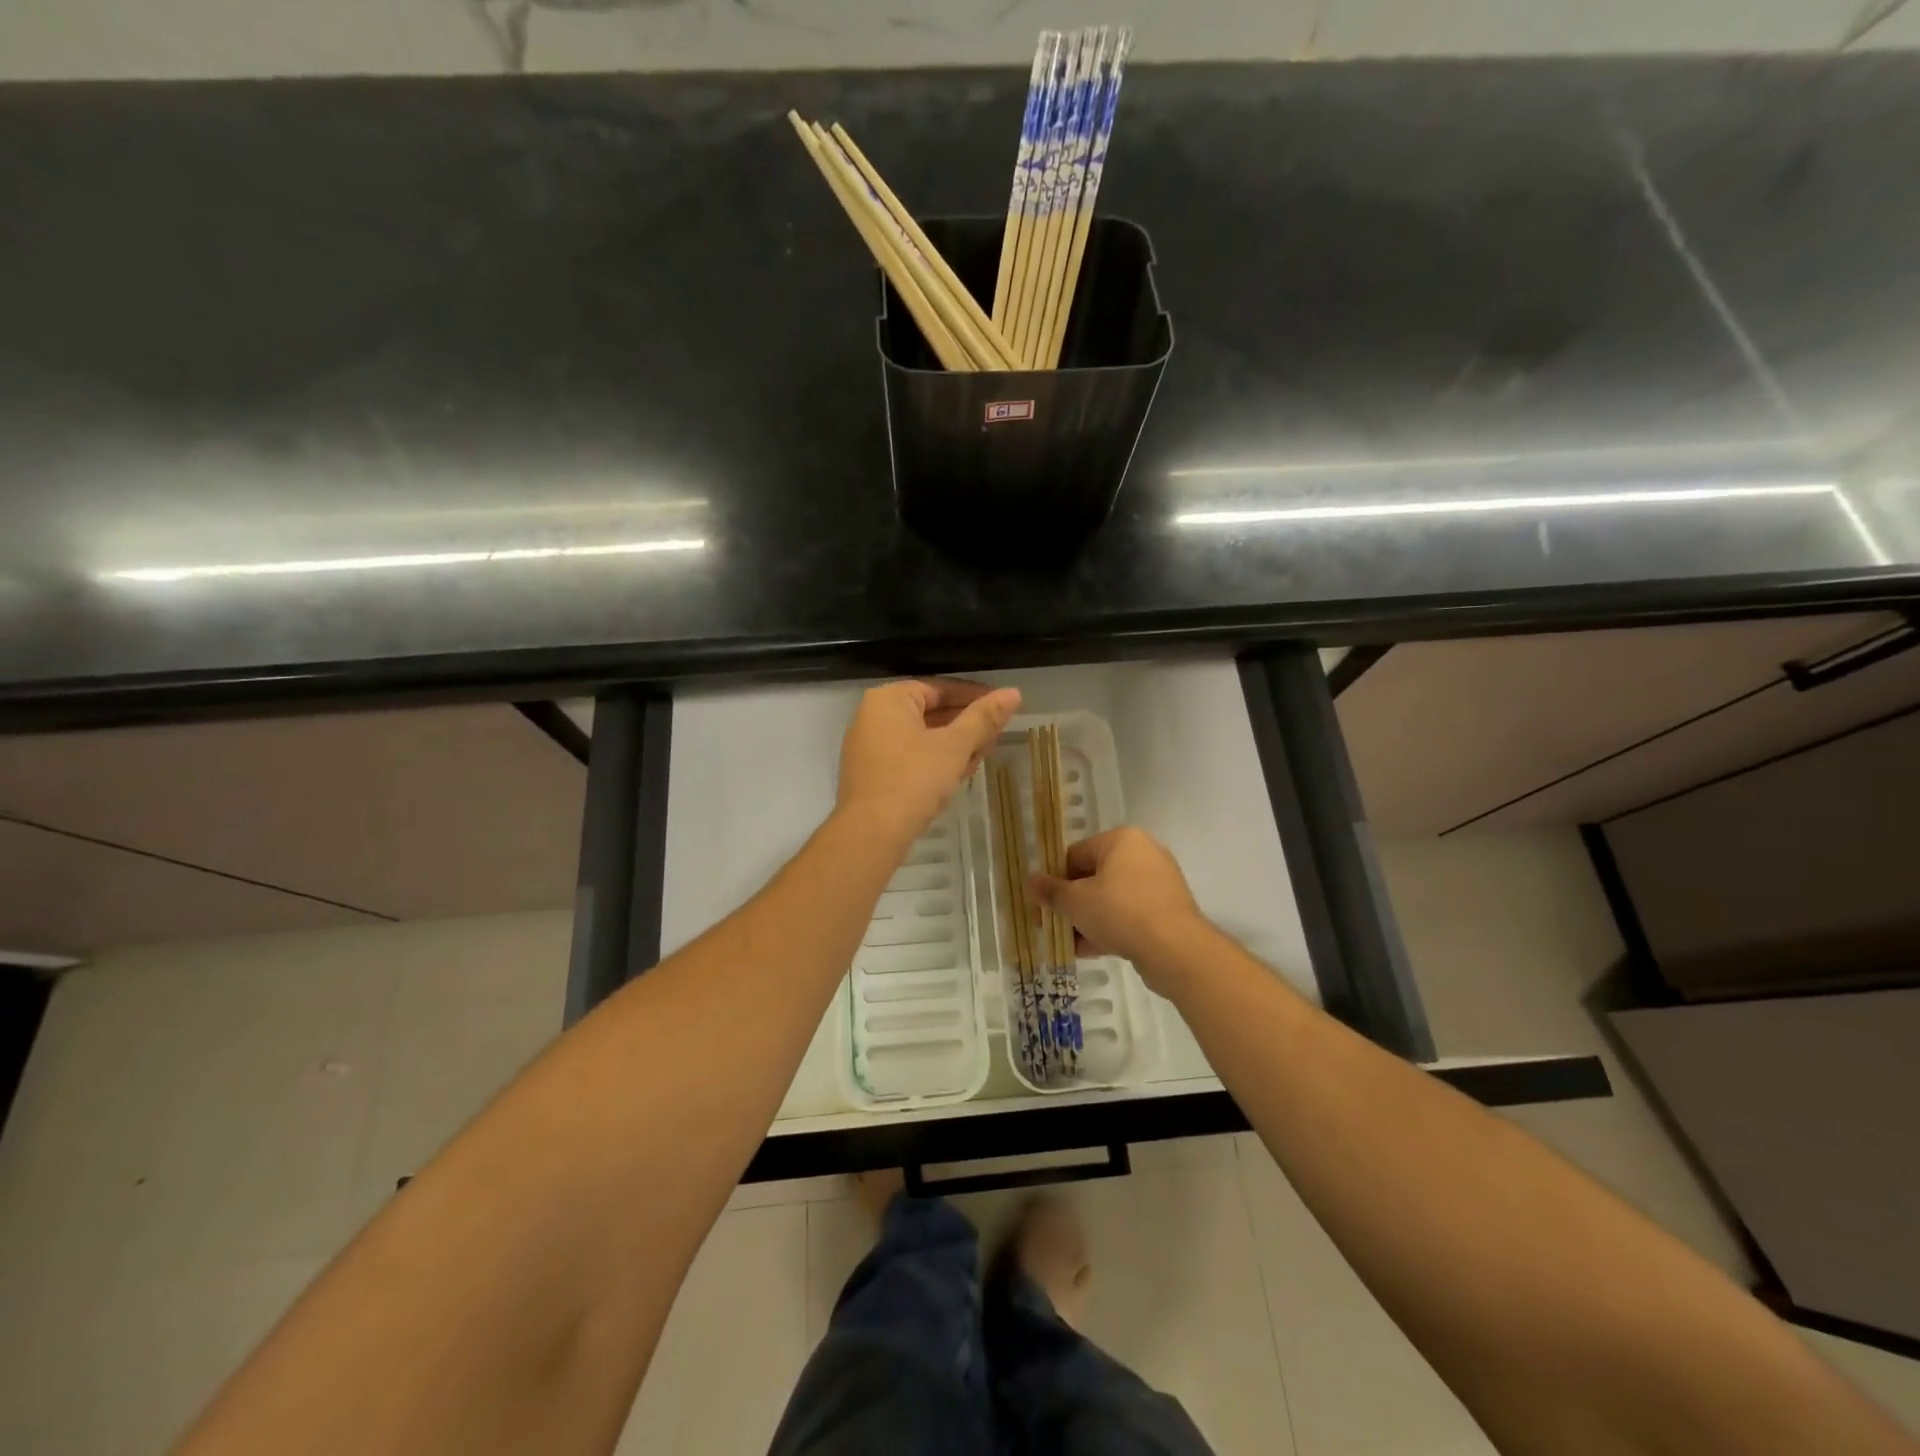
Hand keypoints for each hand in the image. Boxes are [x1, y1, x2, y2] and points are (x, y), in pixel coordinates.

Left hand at [837, 679, 1020, 846]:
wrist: (872, 832)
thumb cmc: (915, 779)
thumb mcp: (955, 746)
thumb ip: (984, 718)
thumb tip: (1013, 693)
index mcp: (889, 699)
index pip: (940, 688)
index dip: (975, 696)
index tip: (1003, 706)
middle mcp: (873, 716)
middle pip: (930, 711)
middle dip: (966, 723)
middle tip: (997, 733)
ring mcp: (870, 746)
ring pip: (921, 736)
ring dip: (954, 744)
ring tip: (984, 754)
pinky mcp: (873, 773)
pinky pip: (909, 755)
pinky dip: (934, 759)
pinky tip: (960, 772)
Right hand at [1030, 827, 1209, 991]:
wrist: (1175, 949)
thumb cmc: (1120, 912)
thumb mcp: (1076, 902)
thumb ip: (1051, 891)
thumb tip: (1030, 880)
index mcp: (1121, 840)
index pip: (1075, 854)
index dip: (1054, 880)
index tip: (1043, 905)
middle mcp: (1143, 853)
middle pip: (1094, 877)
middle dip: (1071, 903)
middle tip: (1053, 925)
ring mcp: (1159, 882)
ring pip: (1111, 898)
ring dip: (1088, 919)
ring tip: (1069, 943)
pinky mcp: (1168, 909)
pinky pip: (1130, 914)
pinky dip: (1110, 927)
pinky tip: (1089, 950)